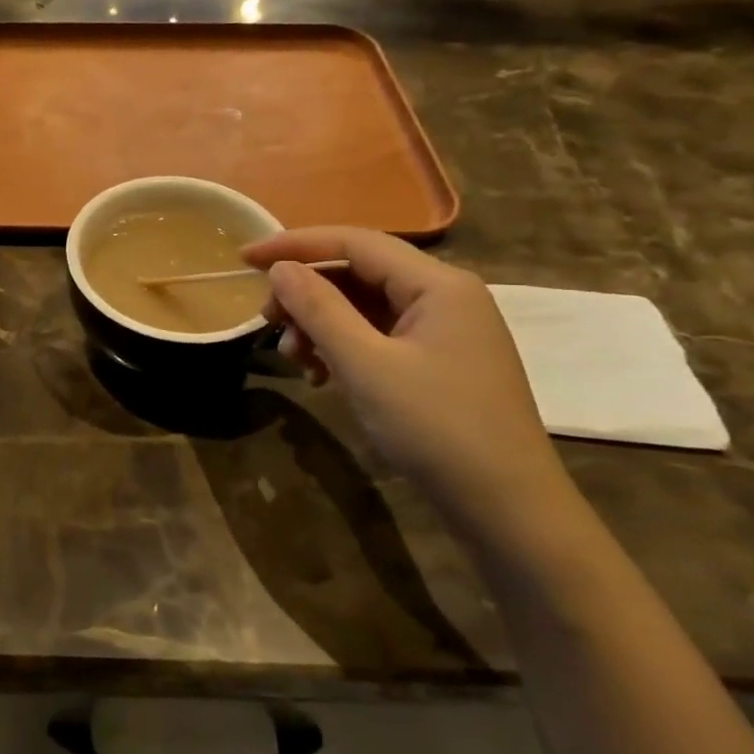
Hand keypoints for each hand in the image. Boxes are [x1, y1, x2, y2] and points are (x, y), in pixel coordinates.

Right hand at [242, 227, 573, 549]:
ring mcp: (445, 331)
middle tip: (267, 323)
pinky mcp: (439, 362)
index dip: (295, 245)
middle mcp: (445, 296)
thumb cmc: (436, 429)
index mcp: (438, 284)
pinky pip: (379, 336)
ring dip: (321, 325)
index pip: (355, 242)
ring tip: (296, 359)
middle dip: (307, 294)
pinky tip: (322, 376)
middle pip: (359, 273)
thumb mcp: (365, 366)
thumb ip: (319, 309)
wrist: (508, 511)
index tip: (244, 258)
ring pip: (365, 307)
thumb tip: (280, 268)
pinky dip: (344, 348)